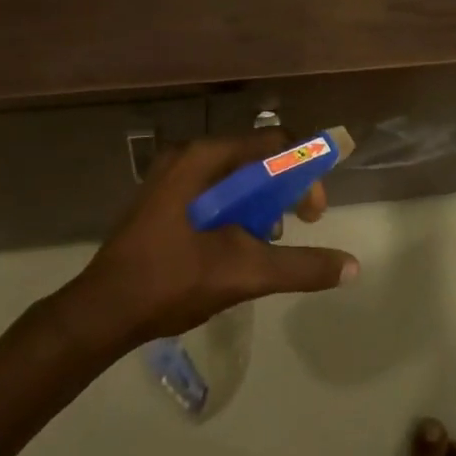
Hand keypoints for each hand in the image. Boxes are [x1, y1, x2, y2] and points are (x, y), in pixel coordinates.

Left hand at [66, 132, 359, 346]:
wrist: (101, 312)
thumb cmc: (172, 281)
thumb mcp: (244, 273)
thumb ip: (301, 266)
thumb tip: (353, 266)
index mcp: (205, 159)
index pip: (274, 143)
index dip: (304, 172)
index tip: (312, 214)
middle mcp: (188, 156)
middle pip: (255, 158)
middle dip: (283, 190)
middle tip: (296, 226)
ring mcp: (170, 177)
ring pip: (234, 177)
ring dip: (260, 203)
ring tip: (265, 242)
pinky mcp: (162, 199)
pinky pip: (213, 191)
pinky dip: (235, 210)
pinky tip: (236, 246)